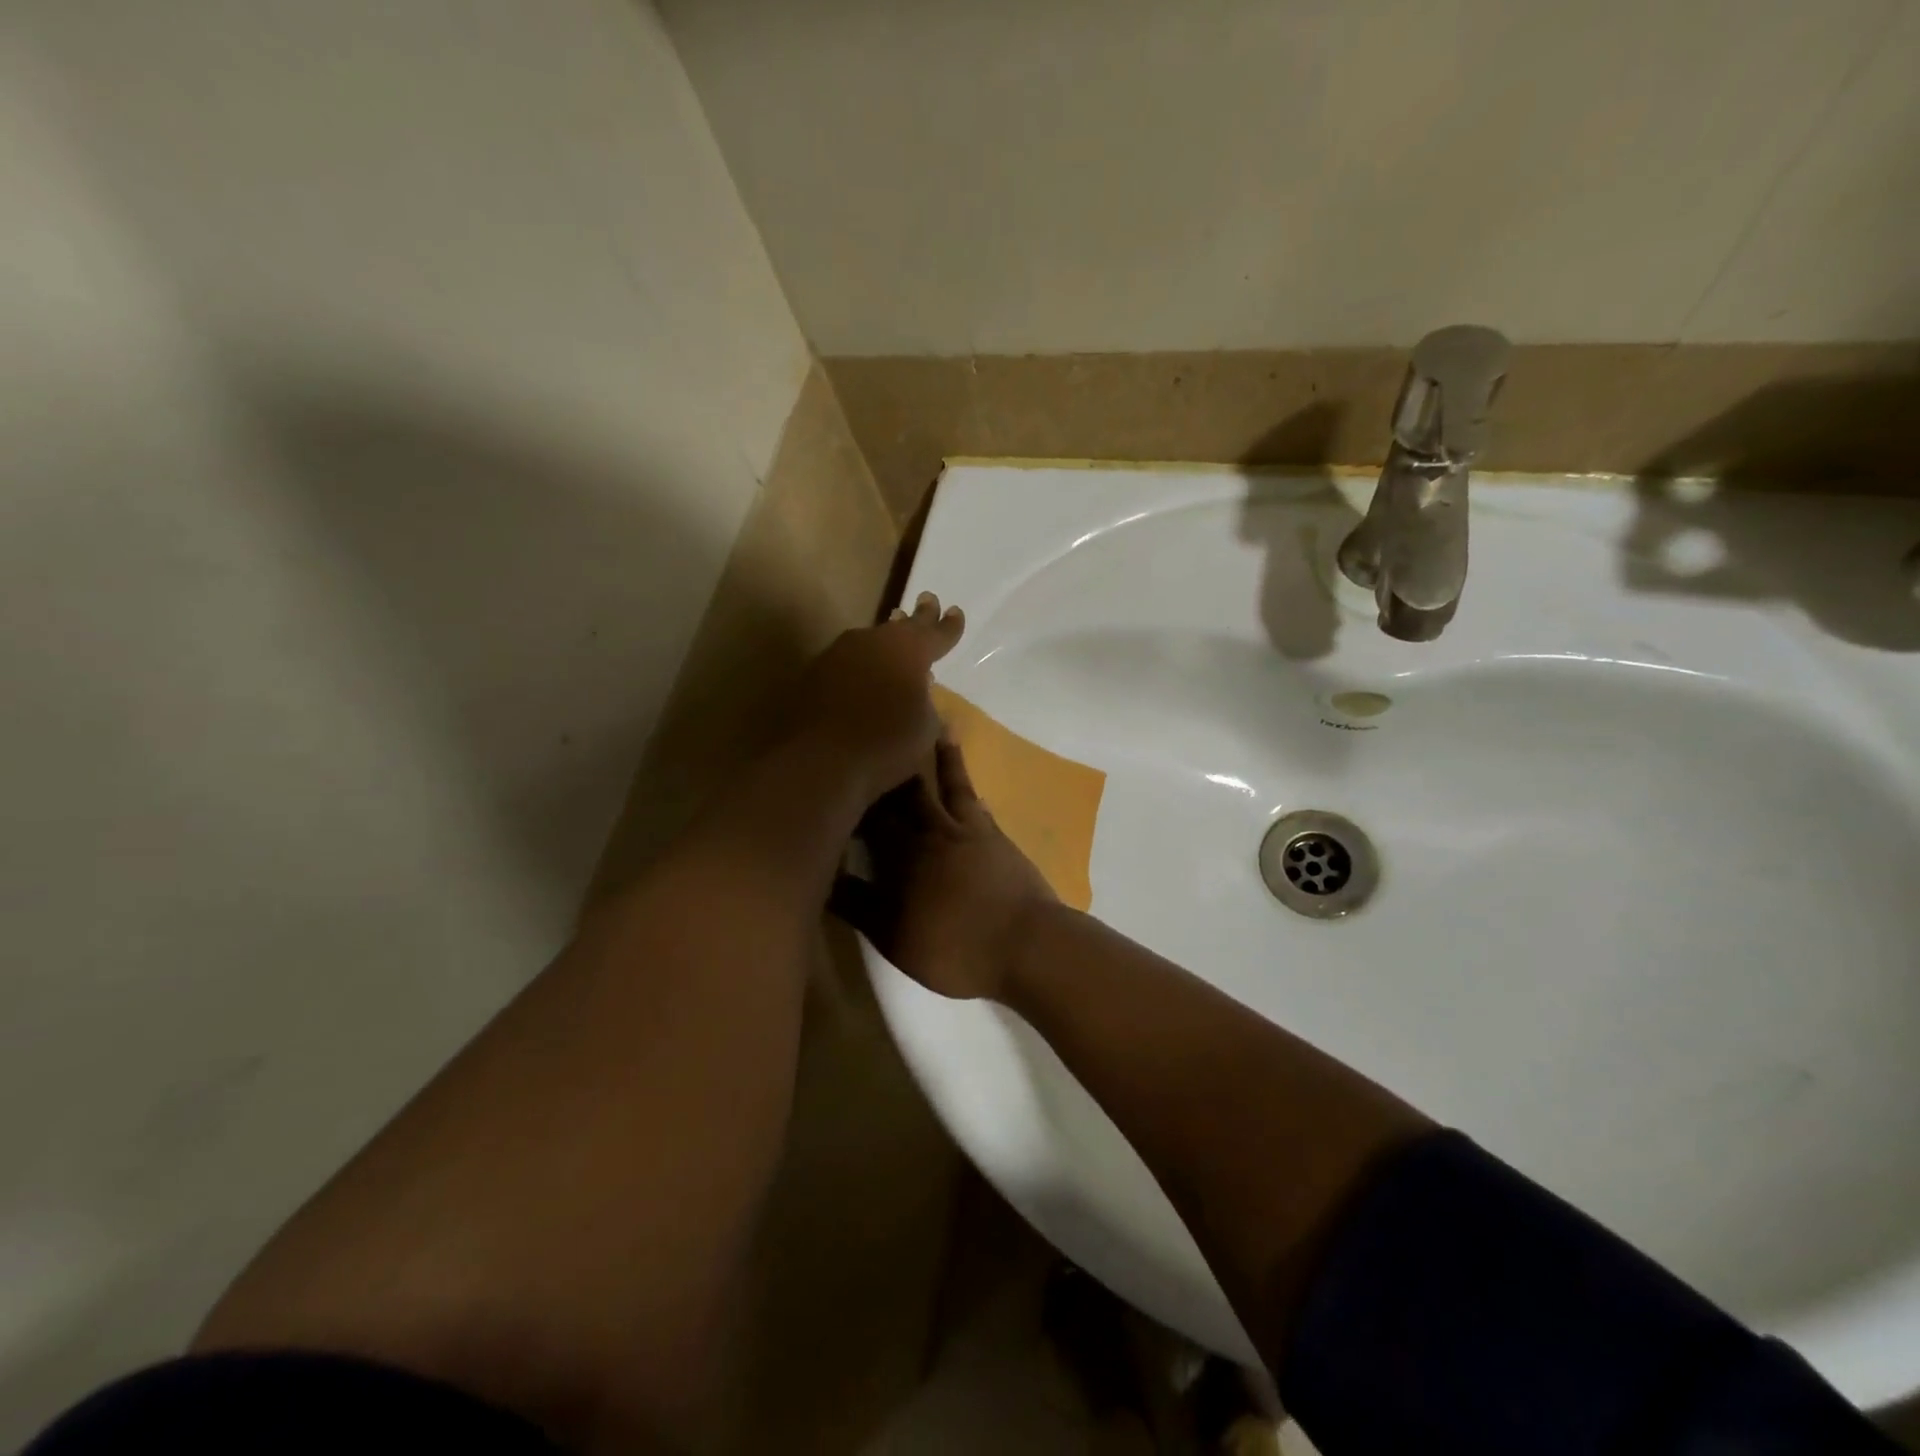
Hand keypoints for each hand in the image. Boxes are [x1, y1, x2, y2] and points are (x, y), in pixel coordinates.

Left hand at [787, 592, 964, 802]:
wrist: (820, 758)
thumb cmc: (886, 742)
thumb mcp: (926, 729)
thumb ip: (928, 706)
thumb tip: (921, 696)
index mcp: (910, 650)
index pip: (936, 633)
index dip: (949, 625)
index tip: (955, 612)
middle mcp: (875, 641)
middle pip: (902, 626)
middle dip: (919, 616)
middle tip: (927, 599)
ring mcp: (841, 653)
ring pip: (872, 640)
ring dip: (886, 639)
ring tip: (895, 628)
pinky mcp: (816, 672)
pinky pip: (849, 660)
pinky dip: (863, 663)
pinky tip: (864, 672)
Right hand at [831, 735, 1059, 1001]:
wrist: (1026, 944)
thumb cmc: (954, 948)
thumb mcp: (894, 937)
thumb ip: (856, 905)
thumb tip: (821, 876)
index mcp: (901, 855)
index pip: (869, 818)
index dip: (852, 797)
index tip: (838, 771)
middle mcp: (932, 832)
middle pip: (905, 793)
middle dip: (891, 767)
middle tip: (880, 731)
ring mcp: (968, 831)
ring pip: (946, 786)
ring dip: (938, 758)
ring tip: (934, 726)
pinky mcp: (995, 837)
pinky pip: (975, 802)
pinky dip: (967, 783)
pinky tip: (967, 778)